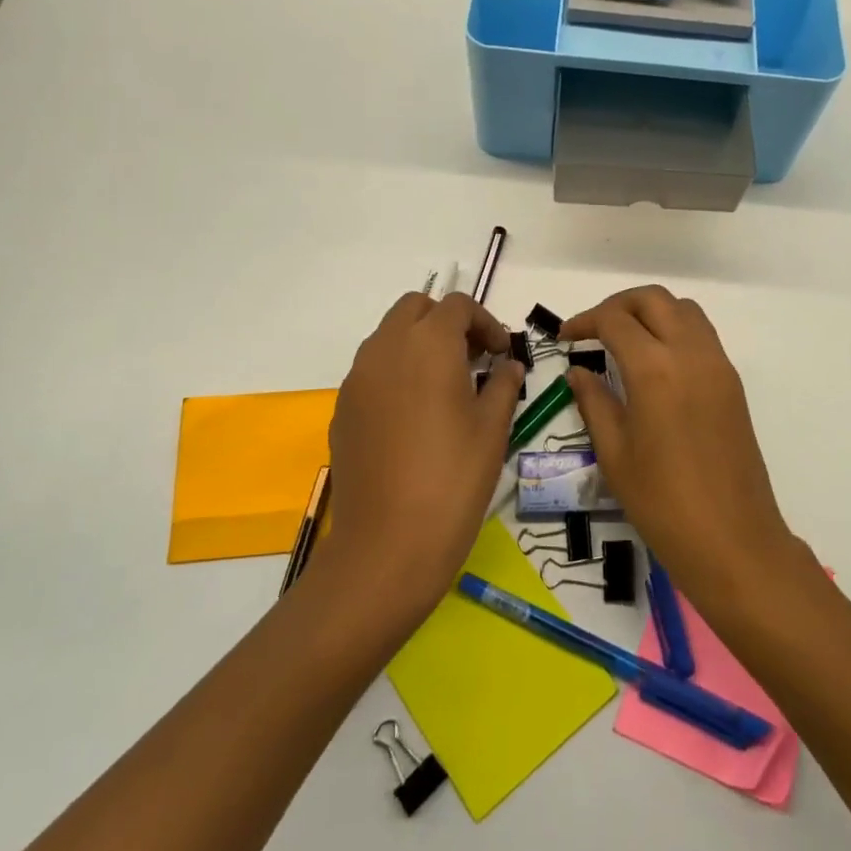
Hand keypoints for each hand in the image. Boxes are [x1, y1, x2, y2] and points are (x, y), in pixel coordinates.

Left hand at [315, 292, 523, 619]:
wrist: (386, 544)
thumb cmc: (453, 479)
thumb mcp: (493, 429)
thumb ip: (503, 384)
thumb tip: (507, 365)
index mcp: (428, 344)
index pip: (457, 306)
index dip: (485, 322)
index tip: (501, 354)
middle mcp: (386, 348)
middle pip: (415, 308)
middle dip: (446, 322)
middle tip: (472, 358)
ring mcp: (357, 378)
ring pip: (388, 336)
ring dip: (419, 344)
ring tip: (446, 386)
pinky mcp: (342, 409)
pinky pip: (372, 370)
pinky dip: (397, 372)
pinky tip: (415, 416)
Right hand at [559, 286, 796, 609]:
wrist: (733, 540)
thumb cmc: (663, 503)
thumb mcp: (615, 454)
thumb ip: (594, 402)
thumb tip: (579, 371)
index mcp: (655, 369)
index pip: (615, 320)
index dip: (585, 321)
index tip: (566, 337)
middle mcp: (691, 354)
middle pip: (653, 299)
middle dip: (618, 305)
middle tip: (593, 329)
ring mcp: (718, 365)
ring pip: (683, 309)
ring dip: (650, 312)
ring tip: (624, 339)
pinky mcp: (732, 382)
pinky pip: (701, 334)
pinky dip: (674, 329)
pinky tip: (655, 361)